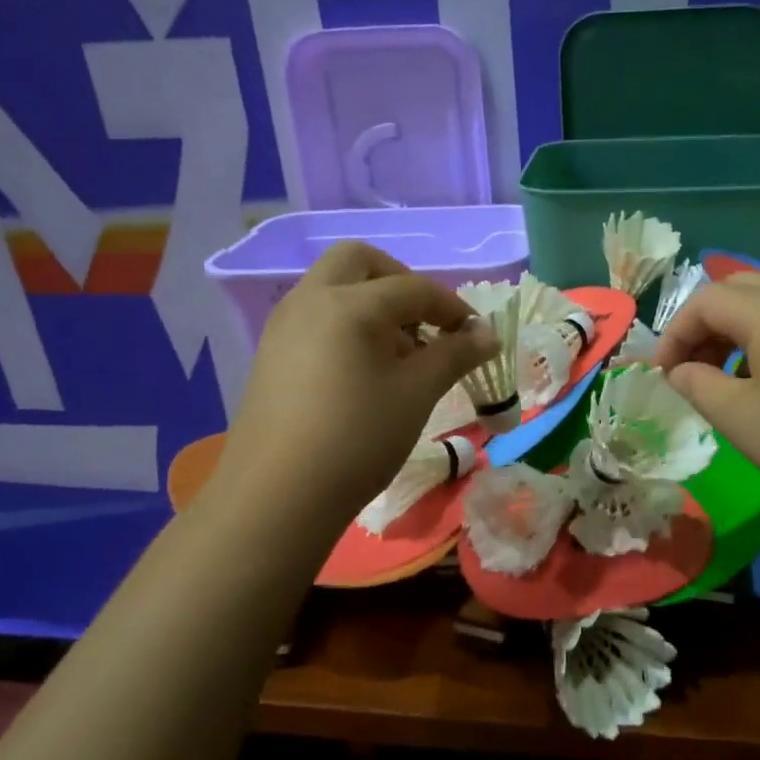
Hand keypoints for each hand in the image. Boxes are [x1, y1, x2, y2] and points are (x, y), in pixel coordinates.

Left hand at [215, 242, 497, 527]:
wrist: (276, 497)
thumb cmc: (357, 438)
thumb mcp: (417, 393)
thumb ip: (455, 354)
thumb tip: (488, 334)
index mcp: (349, 303)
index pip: (414, 287)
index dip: (452, 308)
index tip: (476, 336)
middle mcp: (310, 299)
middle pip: (361, 262)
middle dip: (401, 283)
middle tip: (425, 323)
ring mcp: (284, 325)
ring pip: (334, 288)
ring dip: (372, 304)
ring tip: (399, 355)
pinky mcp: (271, 353)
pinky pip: (317, 317)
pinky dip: (347, 324)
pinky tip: (364, 373)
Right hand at [653, 273, 759, 534]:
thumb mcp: (743, 420)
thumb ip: (698, 386)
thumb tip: (679, 370)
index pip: (704, 300)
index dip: (673, 335)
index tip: (662, 377)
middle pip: (739, 292)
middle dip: (705, 328)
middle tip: (693, 373)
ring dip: (740, 334)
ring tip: (732, 382)